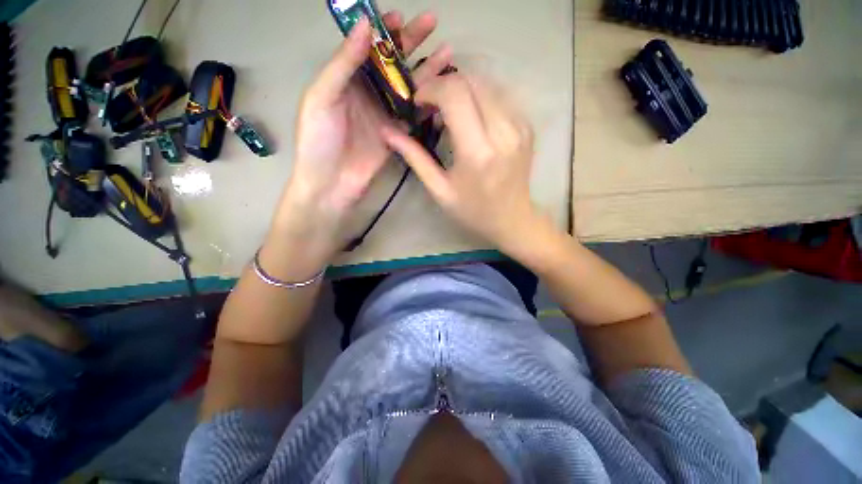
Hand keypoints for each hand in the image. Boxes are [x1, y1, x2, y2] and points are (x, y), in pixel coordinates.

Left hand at [266, 12, 452, 275]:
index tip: (401, 16)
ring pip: (408, 87)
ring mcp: (384, 114)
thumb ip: (342, 64)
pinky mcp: (396, 134)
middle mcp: (367, 92)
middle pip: (392, 63)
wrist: (331, 183)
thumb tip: (365, 25)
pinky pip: (413, 115)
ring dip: (426, 71)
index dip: (383, 31)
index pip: (368, 47)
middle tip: (432, 24)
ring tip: (447, 55)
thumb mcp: (322, 98)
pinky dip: (427, 103)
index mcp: (346, 79)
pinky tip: (442, 93)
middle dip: (411, 43)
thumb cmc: (319, 141)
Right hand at [381, 74, 542, 256]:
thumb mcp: (439, 190)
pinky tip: (470, 118)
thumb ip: (415, 157)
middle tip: (430, 106)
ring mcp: (520, 126)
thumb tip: (386, 131)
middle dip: (444, 84)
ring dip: (462, 89)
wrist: (512, 220)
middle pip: (471, 80)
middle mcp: (503, 132)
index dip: (431, 89)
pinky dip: (479, 98)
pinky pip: (500, 96)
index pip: (454, 93)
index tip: (418, 103)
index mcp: (477, 152)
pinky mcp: (527, 126)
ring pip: (487, 82)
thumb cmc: (472, 211)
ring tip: (448, 112)